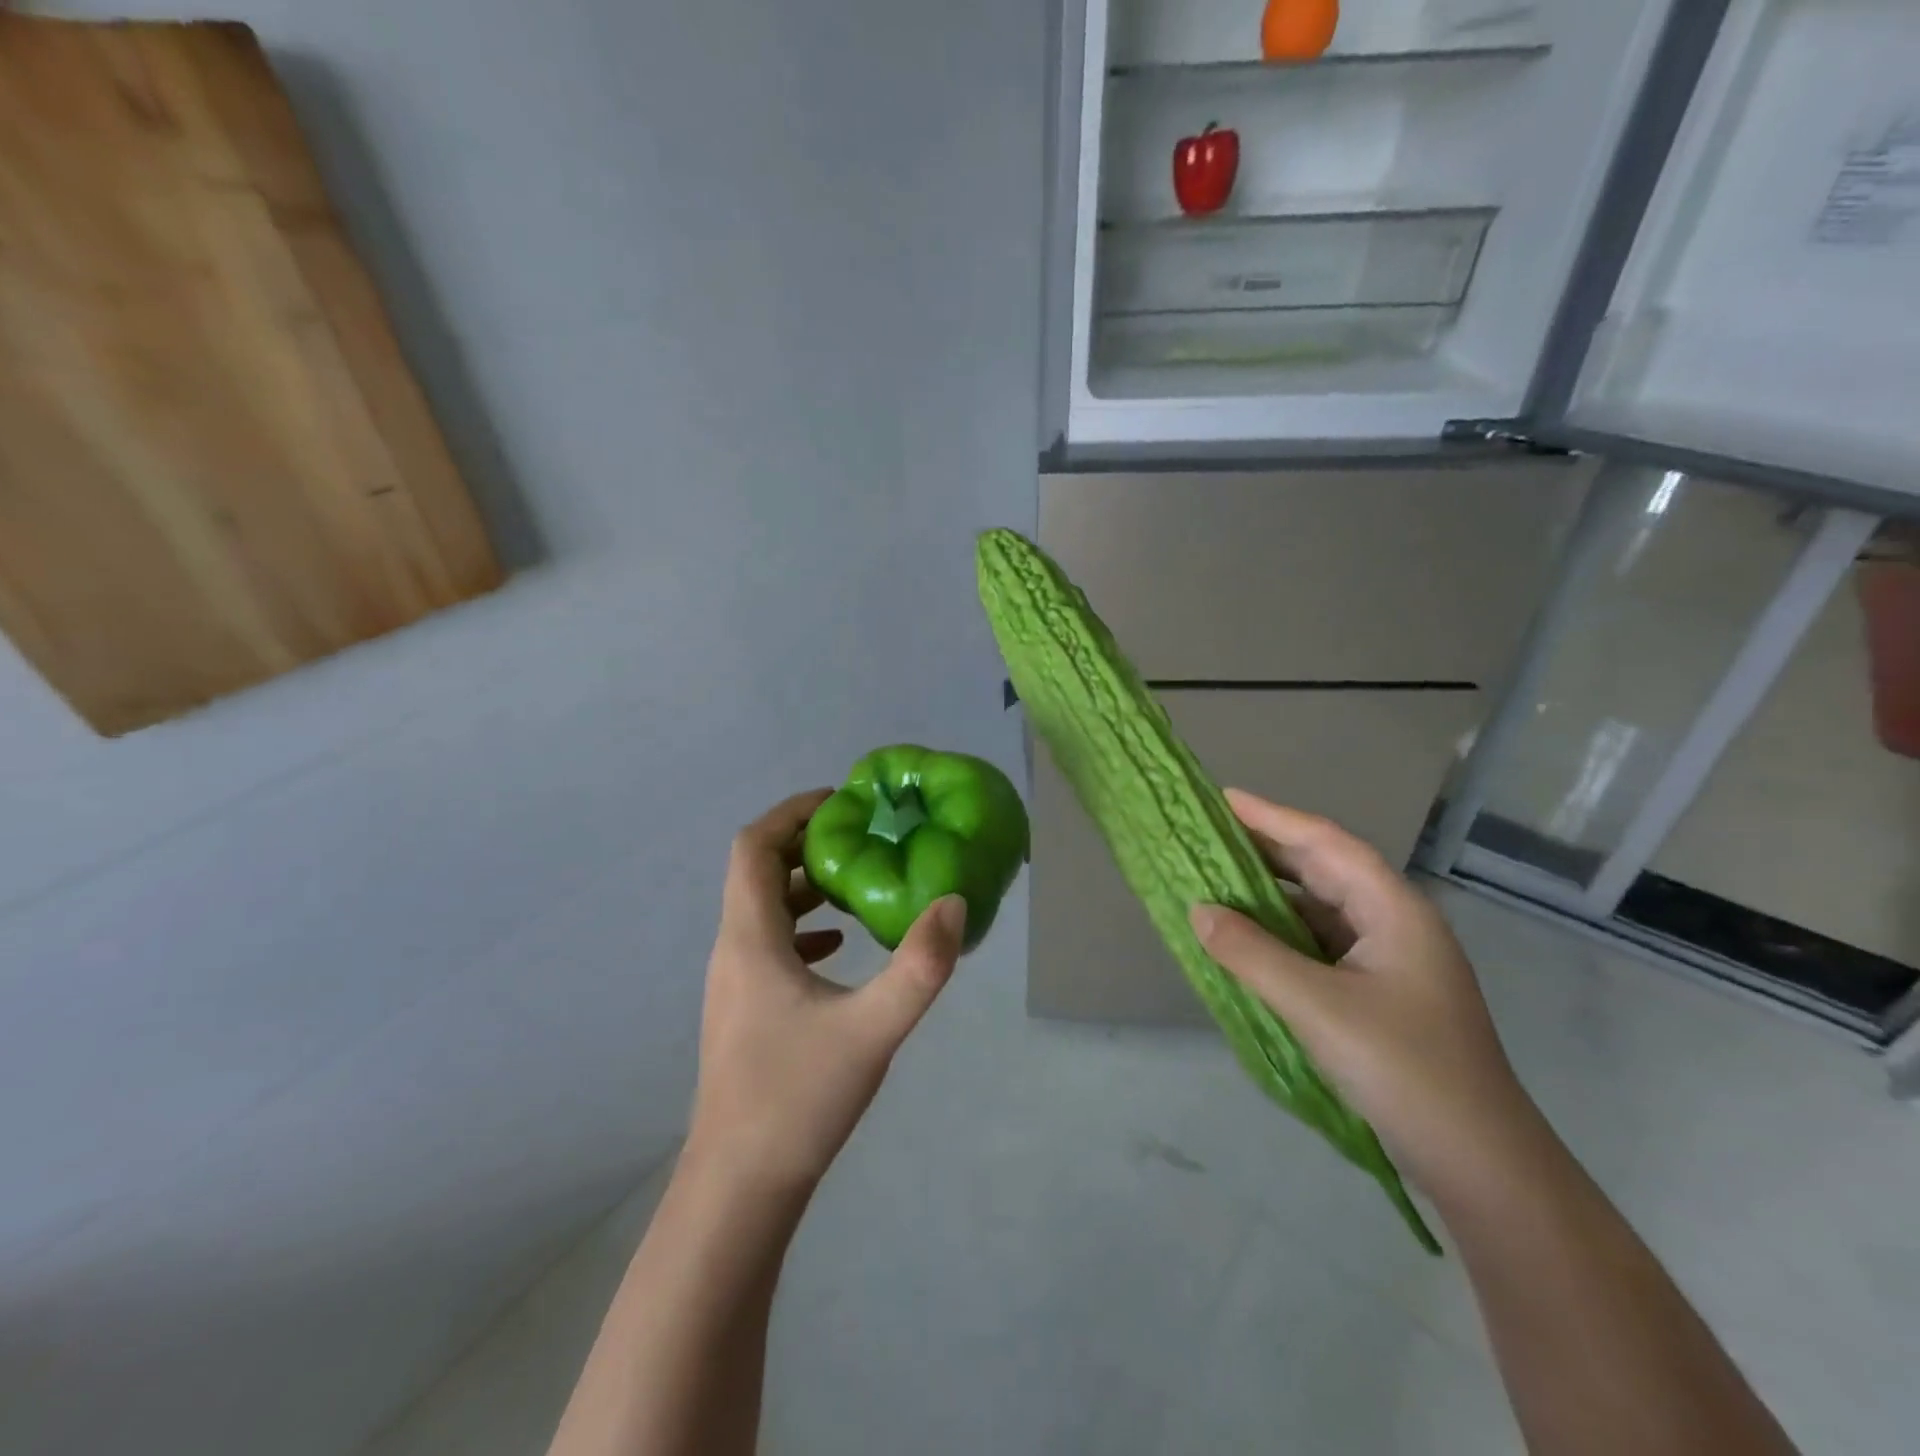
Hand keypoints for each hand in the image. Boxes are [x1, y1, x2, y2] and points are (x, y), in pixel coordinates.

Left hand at [686, 789, 966, 1193]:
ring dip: (805, 886)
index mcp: (750, 938)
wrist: (739, 1189)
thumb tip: (953, 903)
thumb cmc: (798, 1099)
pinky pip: (770, 946)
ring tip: (859, 881)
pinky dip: (803, 928)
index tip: (842, 802)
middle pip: (758, 871)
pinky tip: (840, 947)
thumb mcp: (872, 1029)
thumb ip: (919, 967)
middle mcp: (733, 950)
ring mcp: (734, 984)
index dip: (792, 812)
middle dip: (807, 843)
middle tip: (863, 835)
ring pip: (763, 910)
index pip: (754, 846)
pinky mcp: (745, 1012)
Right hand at [1188, 789, 1545, 1201]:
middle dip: (1269, 850)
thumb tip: (1198, 910)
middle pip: (1325, 869)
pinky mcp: (1380, 993)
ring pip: (1322, 909)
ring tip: (1219, 880)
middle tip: (1211, 834)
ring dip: (1273, 893)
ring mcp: (1390, 960)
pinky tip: (1249, 939)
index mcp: (1394, 910)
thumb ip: (1252, 954)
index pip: (1327, 844)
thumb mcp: (1317, 1006)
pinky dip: (1283, 933)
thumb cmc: (1404, 1069)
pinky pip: (1321, 944)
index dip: (1273, 817)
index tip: (1224, 799)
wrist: (1481, 1164)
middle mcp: (1395, 924)